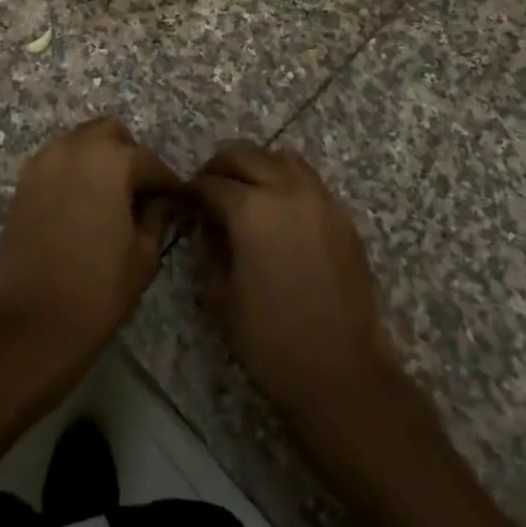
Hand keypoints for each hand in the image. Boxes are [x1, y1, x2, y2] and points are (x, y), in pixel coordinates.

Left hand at [0, 117, 183, 365]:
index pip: (149, 161)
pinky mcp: (23, 182)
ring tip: (109, 197)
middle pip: (109, 133)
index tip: (179, 200)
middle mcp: (74, 148)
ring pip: (79, 142)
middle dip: (129, 155)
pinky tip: (81, 205)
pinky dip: (73, 172)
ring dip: (98, 160)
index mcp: (110, 160)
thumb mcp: (144, 252)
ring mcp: (44, 162)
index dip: (168, 183)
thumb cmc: (99, 287)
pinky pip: (56, 162)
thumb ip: (157, 214)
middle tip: (140, 191)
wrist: (35, 321)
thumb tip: (163, 200)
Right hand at [194, 141, 393, 415]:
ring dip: (256, 165)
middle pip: (245, 155)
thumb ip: (209, 247)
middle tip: (207, 188)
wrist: (341, 371)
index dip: (192, 190)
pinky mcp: (341, 215)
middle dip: (220, 166)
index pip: (211, 182)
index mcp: (250, 209)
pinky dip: (286, 179)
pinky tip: (277, 208)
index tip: (183, 201)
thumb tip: (206, 223)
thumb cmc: (270, 339)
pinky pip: (308, 179)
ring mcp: (319, 199)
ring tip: (244, 190)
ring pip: (281, 157)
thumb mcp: (221, 295)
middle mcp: (286, 190)